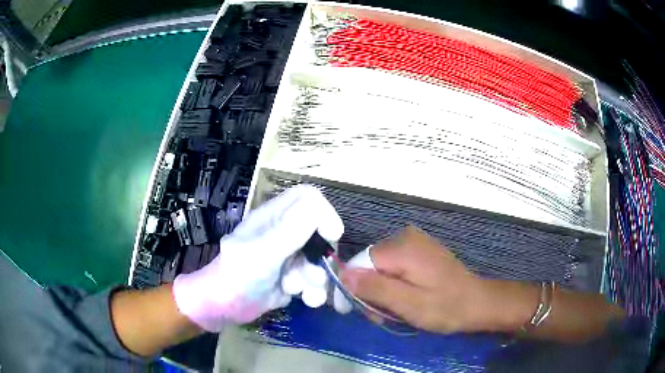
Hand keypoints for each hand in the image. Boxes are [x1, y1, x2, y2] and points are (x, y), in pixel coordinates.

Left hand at [173, 185, 343, 331]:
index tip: (330, 236)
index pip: (308, 198)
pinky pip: (313, 279)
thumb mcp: (263, 251)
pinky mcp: (292, 276)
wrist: (225, 308)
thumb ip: (291, 229)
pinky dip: (313, 291)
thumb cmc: (238, 275)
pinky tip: (304, 299)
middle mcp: (284, 232)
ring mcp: (289, 256)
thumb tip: (322, 210)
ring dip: (316, 278)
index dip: (324, 213)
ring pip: (318, 259)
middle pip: (320, 232)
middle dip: (321, 256)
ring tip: (302, 291)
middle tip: (316, 273)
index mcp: (274, 217)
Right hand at [334, 226, 495, 333]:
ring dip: (383, 291)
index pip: (360, 263)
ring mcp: (416, 242)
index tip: (361, 312)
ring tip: (396, 312)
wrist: (478, 302)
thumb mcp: (408, 303)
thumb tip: (342, 274)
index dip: (356, 288)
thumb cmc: (445, 307)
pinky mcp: (422, 250)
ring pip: (382, 268)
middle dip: (372, 292)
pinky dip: (395, 285)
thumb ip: (375, 288)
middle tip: (383, 317)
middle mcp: (406, 237)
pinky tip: (405, 299)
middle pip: (371, 265)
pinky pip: (396, 266)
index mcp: (402, 247)